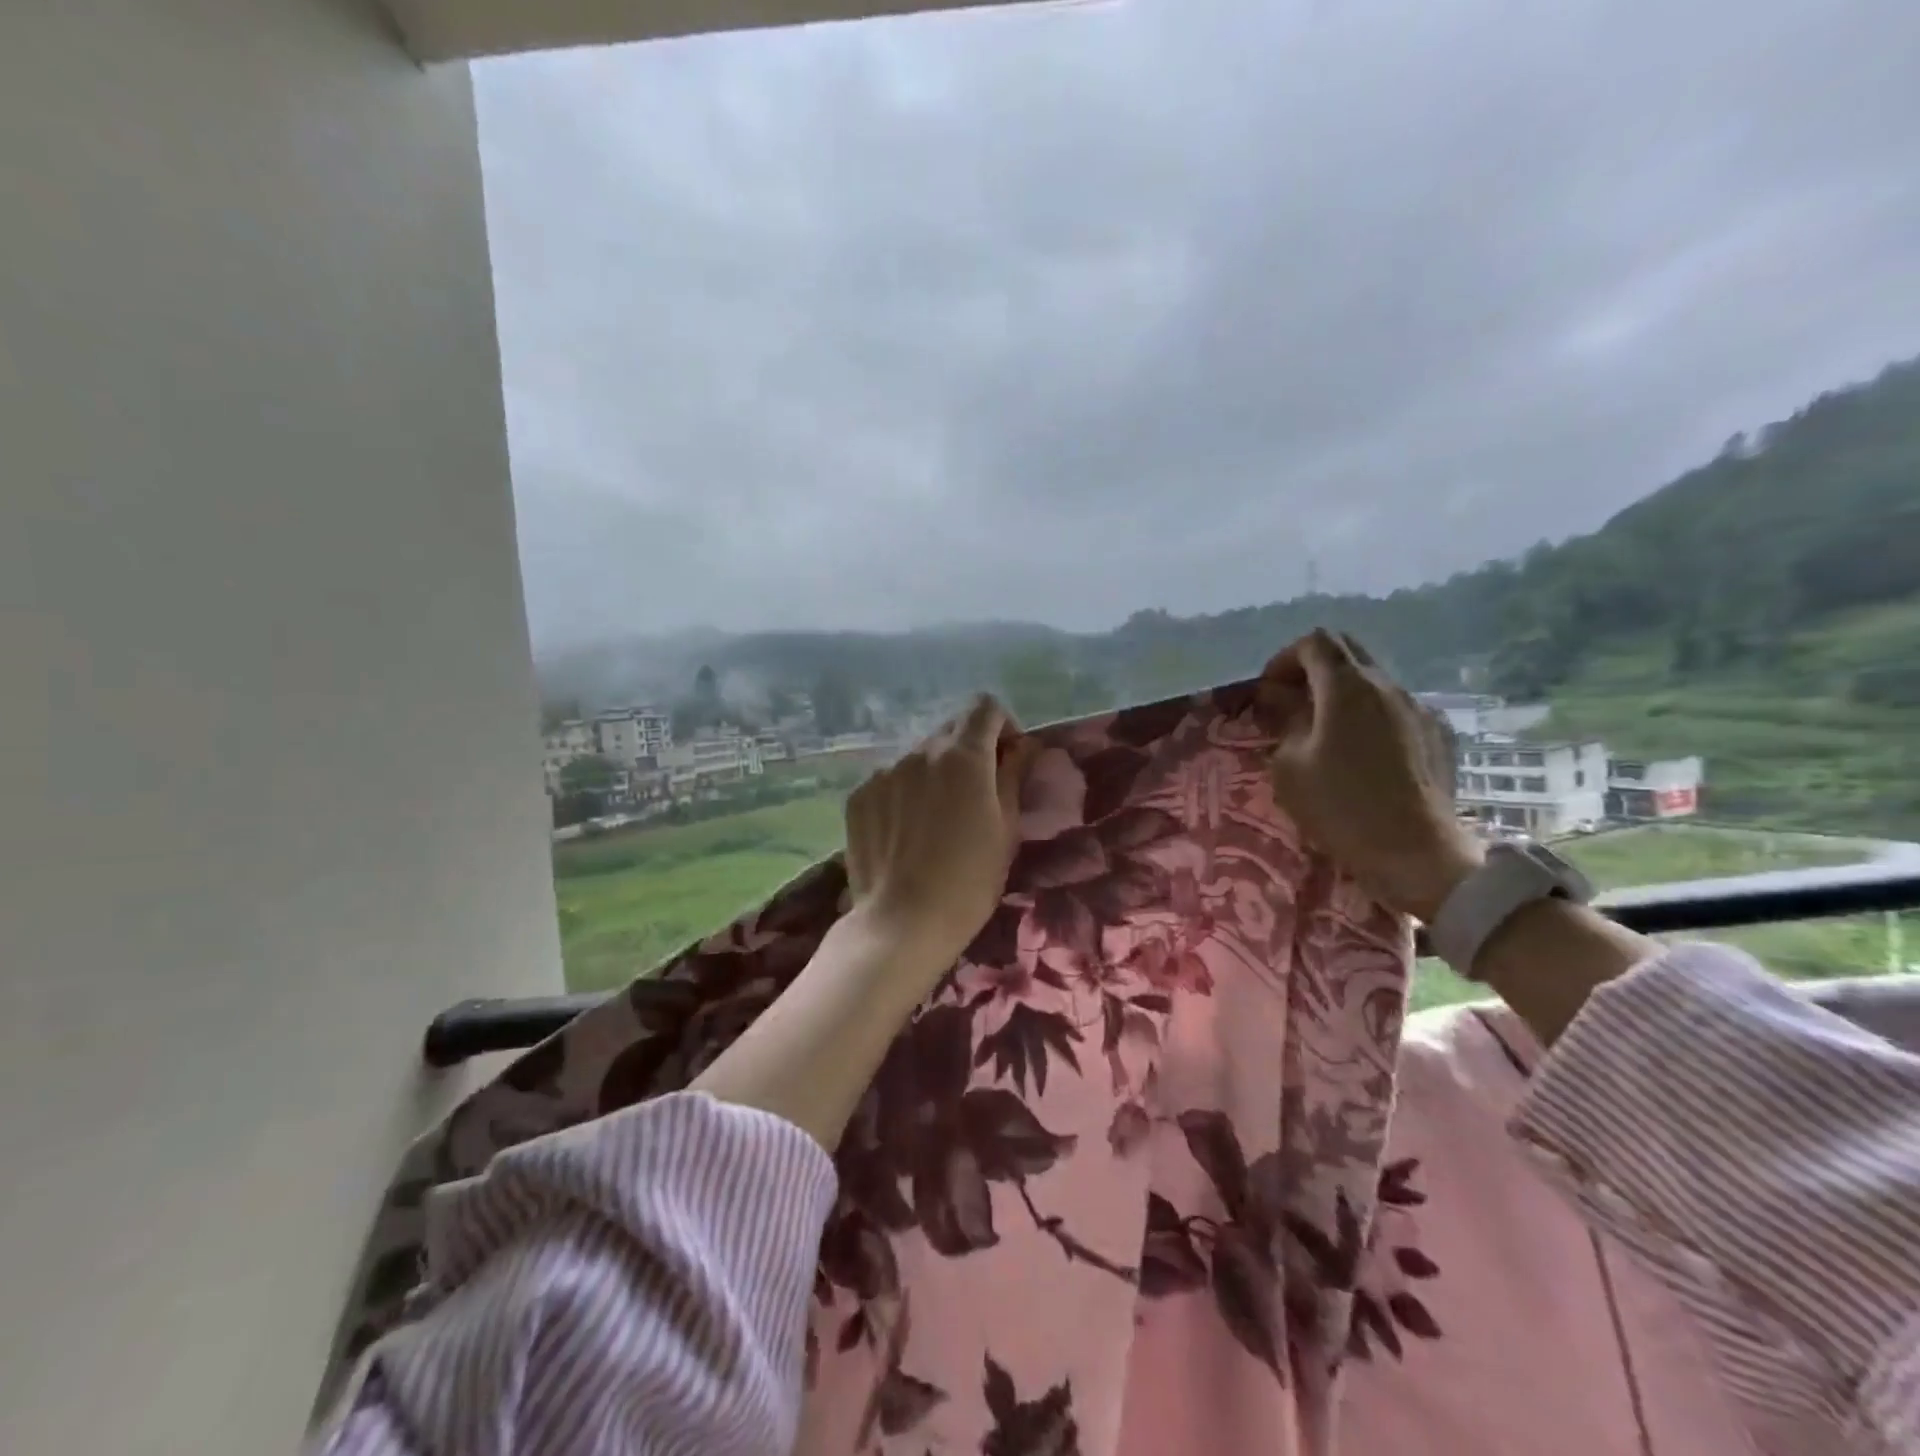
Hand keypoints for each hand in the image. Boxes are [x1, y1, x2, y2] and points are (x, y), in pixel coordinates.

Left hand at [844, 694, 1034, 971]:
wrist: (903, 922)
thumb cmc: (970, 880)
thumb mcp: (1006, 828)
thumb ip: (1013, 775)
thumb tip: (1022, 745)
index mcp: (963, 756)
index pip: (984, 707)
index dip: (1002, 726)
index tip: (1007, 759)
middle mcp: (919, 752)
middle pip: (950, 731)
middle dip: (969, 751)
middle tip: (976, 794)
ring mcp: (884, 772)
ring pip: (918, 757)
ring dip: (935, 773)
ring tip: (937, 819)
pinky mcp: (859, 795)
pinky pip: (890, 780)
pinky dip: (904, 793)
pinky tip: (907, 832)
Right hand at [1260, 629, 1481, 921]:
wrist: (1417, 853)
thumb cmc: (1341, 807)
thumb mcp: (1290, 766)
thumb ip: (1285, 721)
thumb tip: (1283, 700)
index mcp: (1347, 687)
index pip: (1314, 643)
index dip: (1285, 659)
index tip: (1270, 690)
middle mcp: (1387, 686)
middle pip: (1348, 651)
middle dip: (1314, 668)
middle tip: (1293, 702)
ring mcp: (1419, 709)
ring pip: (1373, 681)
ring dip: (1342, 695)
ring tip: (1325, 733)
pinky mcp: (1439, 735)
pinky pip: (1396, 709)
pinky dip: (1370, 717)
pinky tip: (1363, 755)